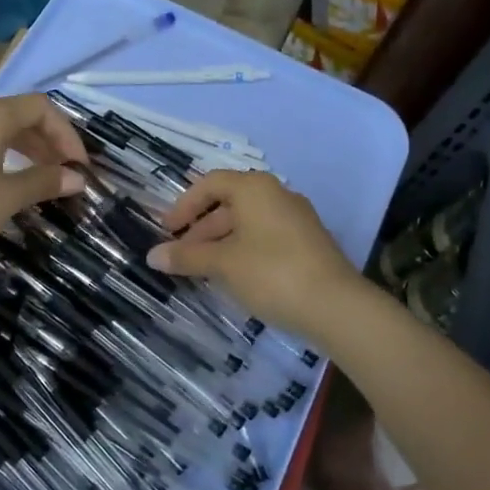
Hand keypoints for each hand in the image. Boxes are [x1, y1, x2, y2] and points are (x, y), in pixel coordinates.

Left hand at [0, 94, 86, 280]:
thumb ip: (44, 182)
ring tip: (42, 175)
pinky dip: (0, 153)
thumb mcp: (8, 198)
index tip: (78, 166)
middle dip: (47, 140)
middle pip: (17, 114)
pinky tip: (7, 179)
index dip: (66, 133)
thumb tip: (76, 179)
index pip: (40, 108)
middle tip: (65, 172)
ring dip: (24, 147)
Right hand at [146, 170, 366, 341]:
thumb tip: (153, 255)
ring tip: (203, 271)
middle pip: (228, 203)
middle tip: (181, 256)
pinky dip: (242, 250)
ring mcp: (296, 218)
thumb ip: (187, 256)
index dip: (183, 205)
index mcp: (254, 188)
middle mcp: (276, 194)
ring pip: (247, 223)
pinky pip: (265, 237)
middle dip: (200, 229)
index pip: (210, 183)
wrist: (336, 306)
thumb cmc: (271, 273)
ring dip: (220, 242)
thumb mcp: (222, 264)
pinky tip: (234, 277)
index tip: (166, 231)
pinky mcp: (308, 243)